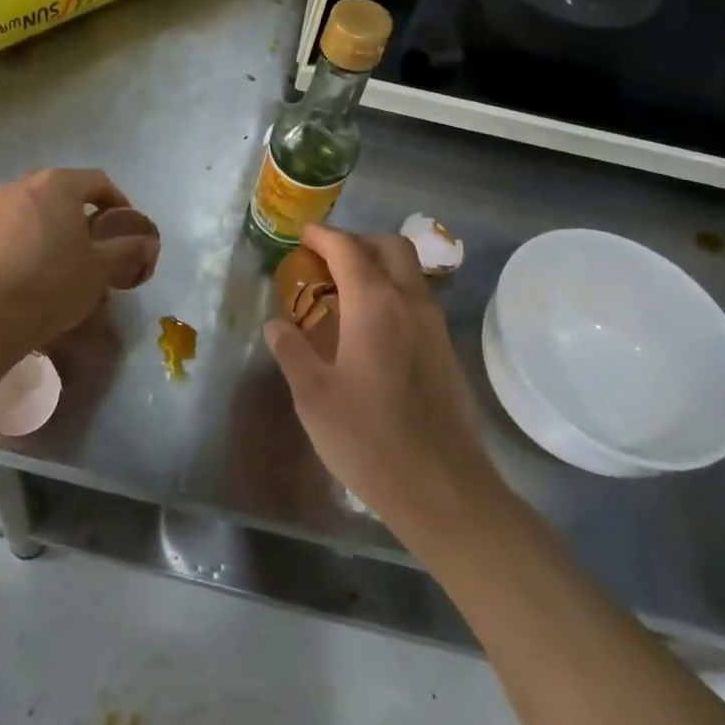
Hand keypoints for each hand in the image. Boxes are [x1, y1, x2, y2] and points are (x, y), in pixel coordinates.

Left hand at [0, 169, 155, 347]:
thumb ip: (127, 249)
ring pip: (26, 209)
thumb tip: (150, 243)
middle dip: (76, 208)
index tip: (124, 222)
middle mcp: (20, 186)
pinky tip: (23, 271)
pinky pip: (1, 233)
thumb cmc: (55, 283)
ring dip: (44, 223)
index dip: (115, 199)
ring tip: (54, 255)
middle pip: (57, 189)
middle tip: (90, 237)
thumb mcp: (101, 268)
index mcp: (57, 185)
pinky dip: (16, 243)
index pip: (97, 180)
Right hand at [263, 225, 495, 530]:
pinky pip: (418, 300)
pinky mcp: (447, 350)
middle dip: (357, 242)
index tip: (302, 236)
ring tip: (346, 292)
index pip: (347, 248)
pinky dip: (394, 292)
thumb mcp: (313, 396)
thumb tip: (277, 324)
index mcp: (374, 304)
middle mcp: (410, 302)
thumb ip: (292, 351)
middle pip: (390, 247)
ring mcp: (435, 325)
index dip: (323, 236)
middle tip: (327, 260)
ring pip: (410, 271)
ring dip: (379, 266)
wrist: (443, 489)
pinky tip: (373, 328)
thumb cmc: (369, 439)